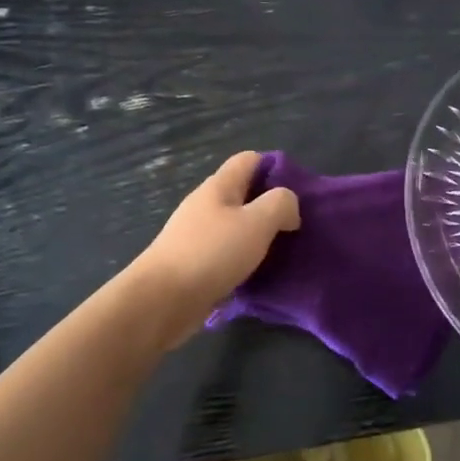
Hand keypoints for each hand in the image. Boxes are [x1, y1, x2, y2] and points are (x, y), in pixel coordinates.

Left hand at [135, 152, 299, 326]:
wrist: (162, 301)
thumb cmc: (212, 253)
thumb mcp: (257, 222)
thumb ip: (280, 204)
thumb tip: (288, 206)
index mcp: (219, 186)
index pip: (250, 159)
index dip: (275, 168)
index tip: (297, 192)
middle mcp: (206, 205)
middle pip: (244, 193)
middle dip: (270, 206)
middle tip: (295, 226)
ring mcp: (196, 235)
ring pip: (236, 225)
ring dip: (259, 235)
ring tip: (283, 252)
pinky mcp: (194, 263)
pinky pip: (227, 252)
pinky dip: (244, 259)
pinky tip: (258, 274)